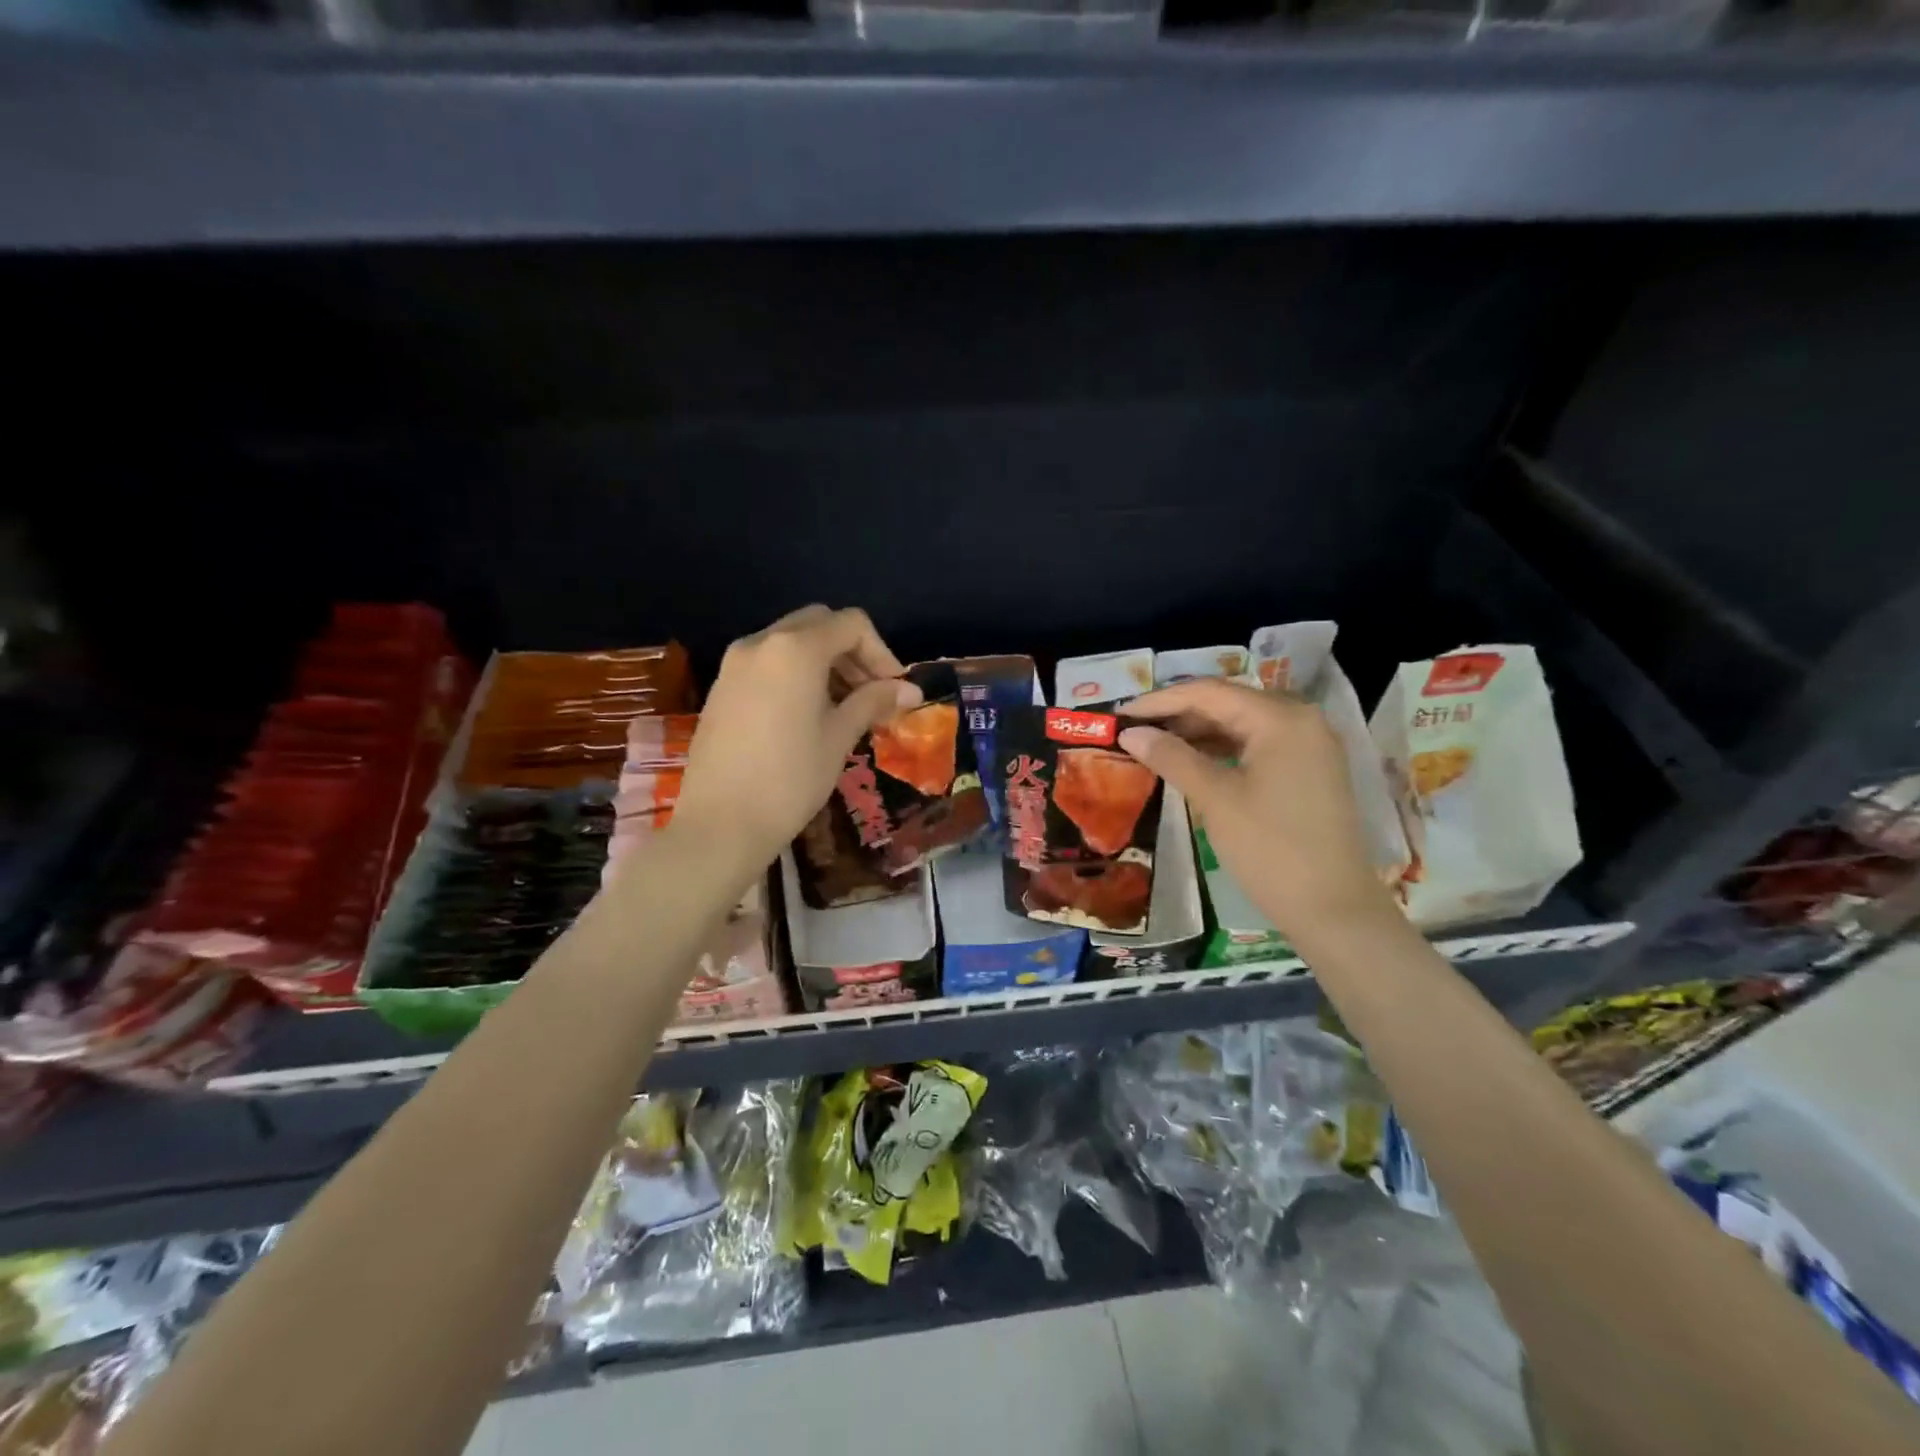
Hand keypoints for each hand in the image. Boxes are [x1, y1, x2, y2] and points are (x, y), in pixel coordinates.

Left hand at [669, 606, 921, 877]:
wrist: (720, 823)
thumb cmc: (790, 779)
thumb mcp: (839, 737)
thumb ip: (873, 702)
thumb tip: (910, 690)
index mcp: (795, 649)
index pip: (851, 624)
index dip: (881, 653)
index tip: (894, 690)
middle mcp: (761, 643)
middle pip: (819, 624)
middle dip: (852, 652)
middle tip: (871, 693)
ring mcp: (734, 664)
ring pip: (790, 641)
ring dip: (824, 662)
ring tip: (844, 707)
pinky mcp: (721, 687)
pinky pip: (768, 663)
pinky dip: (796, 673)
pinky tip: (808, 714)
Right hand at [1118, 680, 1392, 940]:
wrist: (1333, 909)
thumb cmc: (1271, 849)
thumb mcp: (1216, 799)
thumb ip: (1171, 757)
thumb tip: (1130, 733)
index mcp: (1281, 718)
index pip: (1209, 693)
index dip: (1159, 701)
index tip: (1119, 714)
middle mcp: (1301, 719)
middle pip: (1228, 703)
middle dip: (1178, 715)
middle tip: (1133, 729)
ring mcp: (1310, 744)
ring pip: (1242, 724)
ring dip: (1198, 732)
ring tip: (1153, 745)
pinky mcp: (1309, 769)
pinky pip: (1257, 745)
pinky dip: (1222, 750)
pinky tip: (1191, 761)